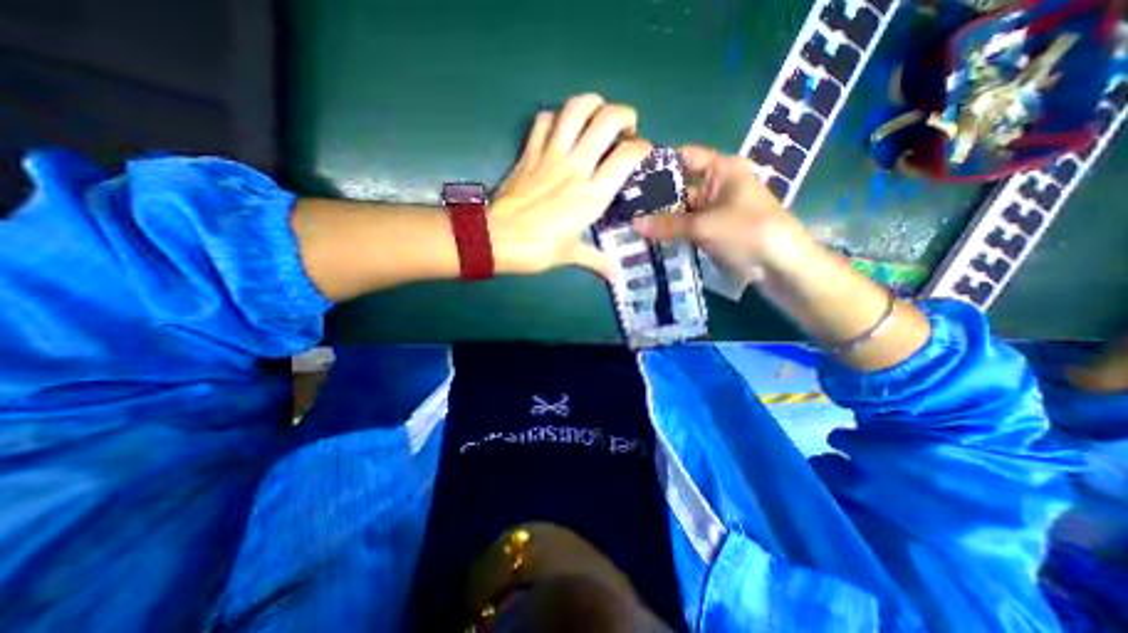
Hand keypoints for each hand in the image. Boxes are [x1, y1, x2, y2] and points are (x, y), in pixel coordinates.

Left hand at [493, 93, 652, 278]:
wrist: (496, 239)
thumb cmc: (537, 250)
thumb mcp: (571, 255)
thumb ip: (596, 261)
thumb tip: (615, 276)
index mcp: (592, 195)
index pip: (627, 156)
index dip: (642, 147)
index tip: (643, 152)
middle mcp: (576, 167)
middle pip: (606, 120)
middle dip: (624, 115)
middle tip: (626, 128)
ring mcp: (550, 156)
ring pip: (575, 110)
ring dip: (592, 104)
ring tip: (598, 115)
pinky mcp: (529, 153)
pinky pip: (543, 121)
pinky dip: (555, 117)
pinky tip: (561, 127)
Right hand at [633, 144, 811, 285]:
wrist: (782, 266)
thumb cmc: (748, 232)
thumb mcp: (705, 226)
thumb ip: (667, 224)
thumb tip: (633, 223)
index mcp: (722, 169)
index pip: (684, 157)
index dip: (658, 164)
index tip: (630, 174)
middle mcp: (717, 185)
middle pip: (679, 186)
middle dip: (654, 197)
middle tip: (624, 205)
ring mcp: (714, 210)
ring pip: (681, 210)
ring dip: (660, 218)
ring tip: (630, 223)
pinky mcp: (713, 230)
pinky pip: (686, 228)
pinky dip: (670, 233)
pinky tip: (647, 238)